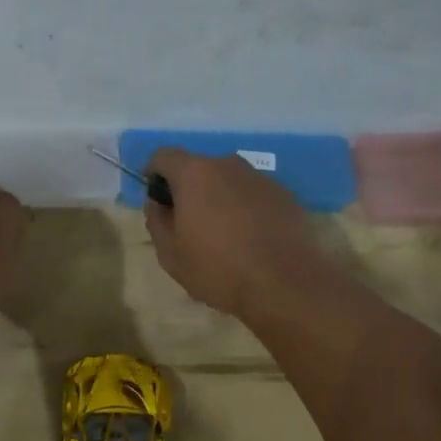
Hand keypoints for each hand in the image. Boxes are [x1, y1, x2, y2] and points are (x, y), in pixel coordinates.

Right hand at [143, 148, 335, 318]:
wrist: (286, 284)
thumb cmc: (219, 269)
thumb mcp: (171, 254)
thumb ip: (157, 221)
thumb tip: (157, 204)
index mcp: (195, 174)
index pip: (164, 156)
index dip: (154, 173)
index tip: (157, 198)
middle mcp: (228, 165)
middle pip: (199, 167)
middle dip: (189, 189)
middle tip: (189, 223)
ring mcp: (261, 178)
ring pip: (229, 181)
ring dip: (220, 198)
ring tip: (223, 234)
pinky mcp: (285, 195)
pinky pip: (254, 195)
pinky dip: (246, 208)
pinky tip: (251, 239)